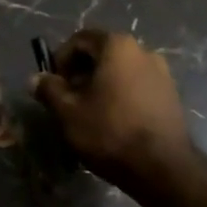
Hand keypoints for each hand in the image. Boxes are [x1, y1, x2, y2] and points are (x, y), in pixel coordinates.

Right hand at [32, 30, 196, 190]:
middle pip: (102, 53)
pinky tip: (113, 122)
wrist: (162, 167)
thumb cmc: (110, 132)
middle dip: (80, 72)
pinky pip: (137, 86)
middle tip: (68, 100)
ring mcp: (162, 73)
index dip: (60, 59)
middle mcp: (143, 51)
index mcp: (117, 46)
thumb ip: (49, 89)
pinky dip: (120, 95)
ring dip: (100, 85)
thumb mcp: (69, 112)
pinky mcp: (171, 95)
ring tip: (89, 113)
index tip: (53, 84)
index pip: (80, 39)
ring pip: (120, 71)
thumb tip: (35, 78)